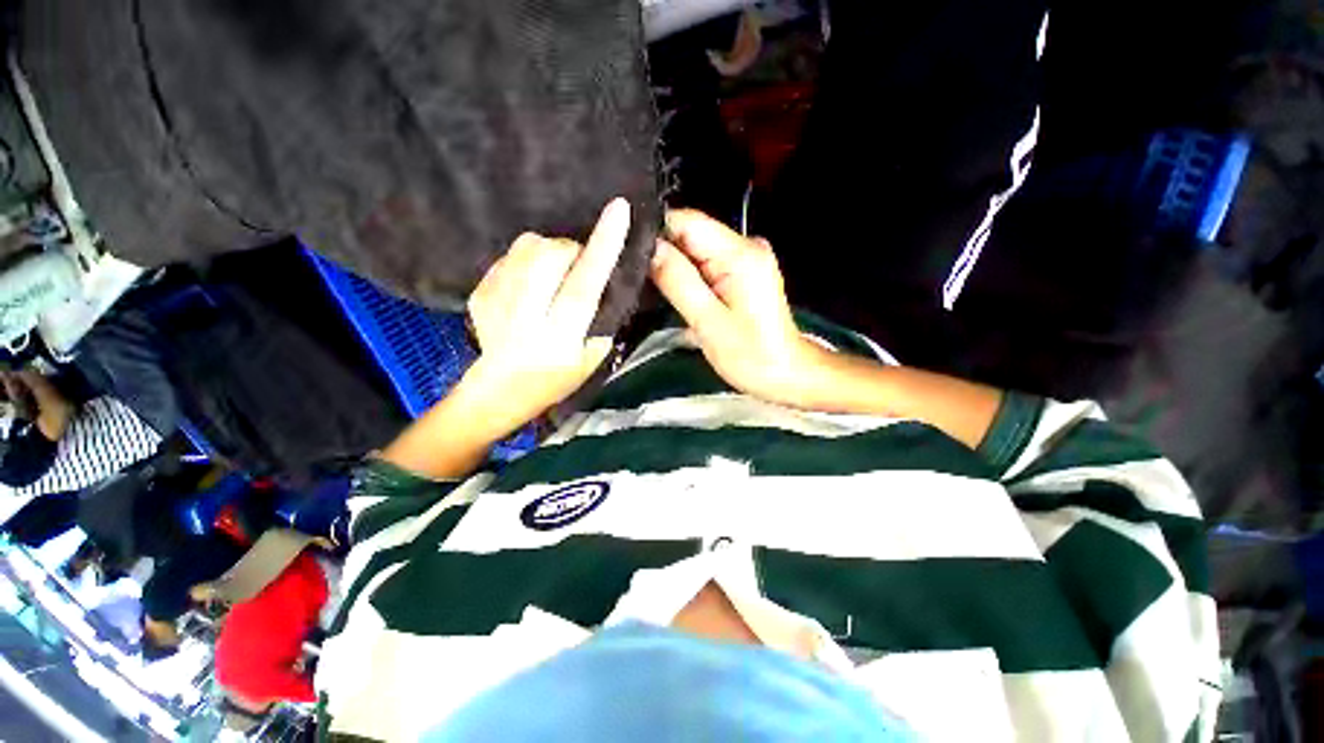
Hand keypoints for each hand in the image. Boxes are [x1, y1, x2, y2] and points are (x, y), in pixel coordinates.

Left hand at [463, 198, 629, 429]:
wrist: (498, 391)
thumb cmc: (553, 381)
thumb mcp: (591, 360)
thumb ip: (601, 320)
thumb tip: (601, 280)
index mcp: (559, 335)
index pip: (584, 283)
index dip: (604, 245)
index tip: (619, 209)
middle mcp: (527, 314)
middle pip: (551, 254)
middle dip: (571, 249)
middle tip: (577, 266)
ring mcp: (498, 301)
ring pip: (527, 247)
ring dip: (549, 251)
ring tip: (553, 273)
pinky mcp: (480, 292)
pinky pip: (510, 255)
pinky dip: (528, 261)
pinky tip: (530, 284)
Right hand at [650, 209, 820, 407]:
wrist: (786, 373)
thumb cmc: (750, 355)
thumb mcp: (708, 321)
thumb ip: (678, 281)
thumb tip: (649, 248)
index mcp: (740, 254)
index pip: (686, 221)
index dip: (656, 234)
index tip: (631, 255)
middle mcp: (746, 246)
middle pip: (691, 233)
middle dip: (664, 253)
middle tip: (640, 280)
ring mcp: (747, 258)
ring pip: (696, 250)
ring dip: (675, 267)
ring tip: (656, 291)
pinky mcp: (744, 272)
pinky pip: (707, 263)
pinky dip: (690, 276)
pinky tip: (679, 294)